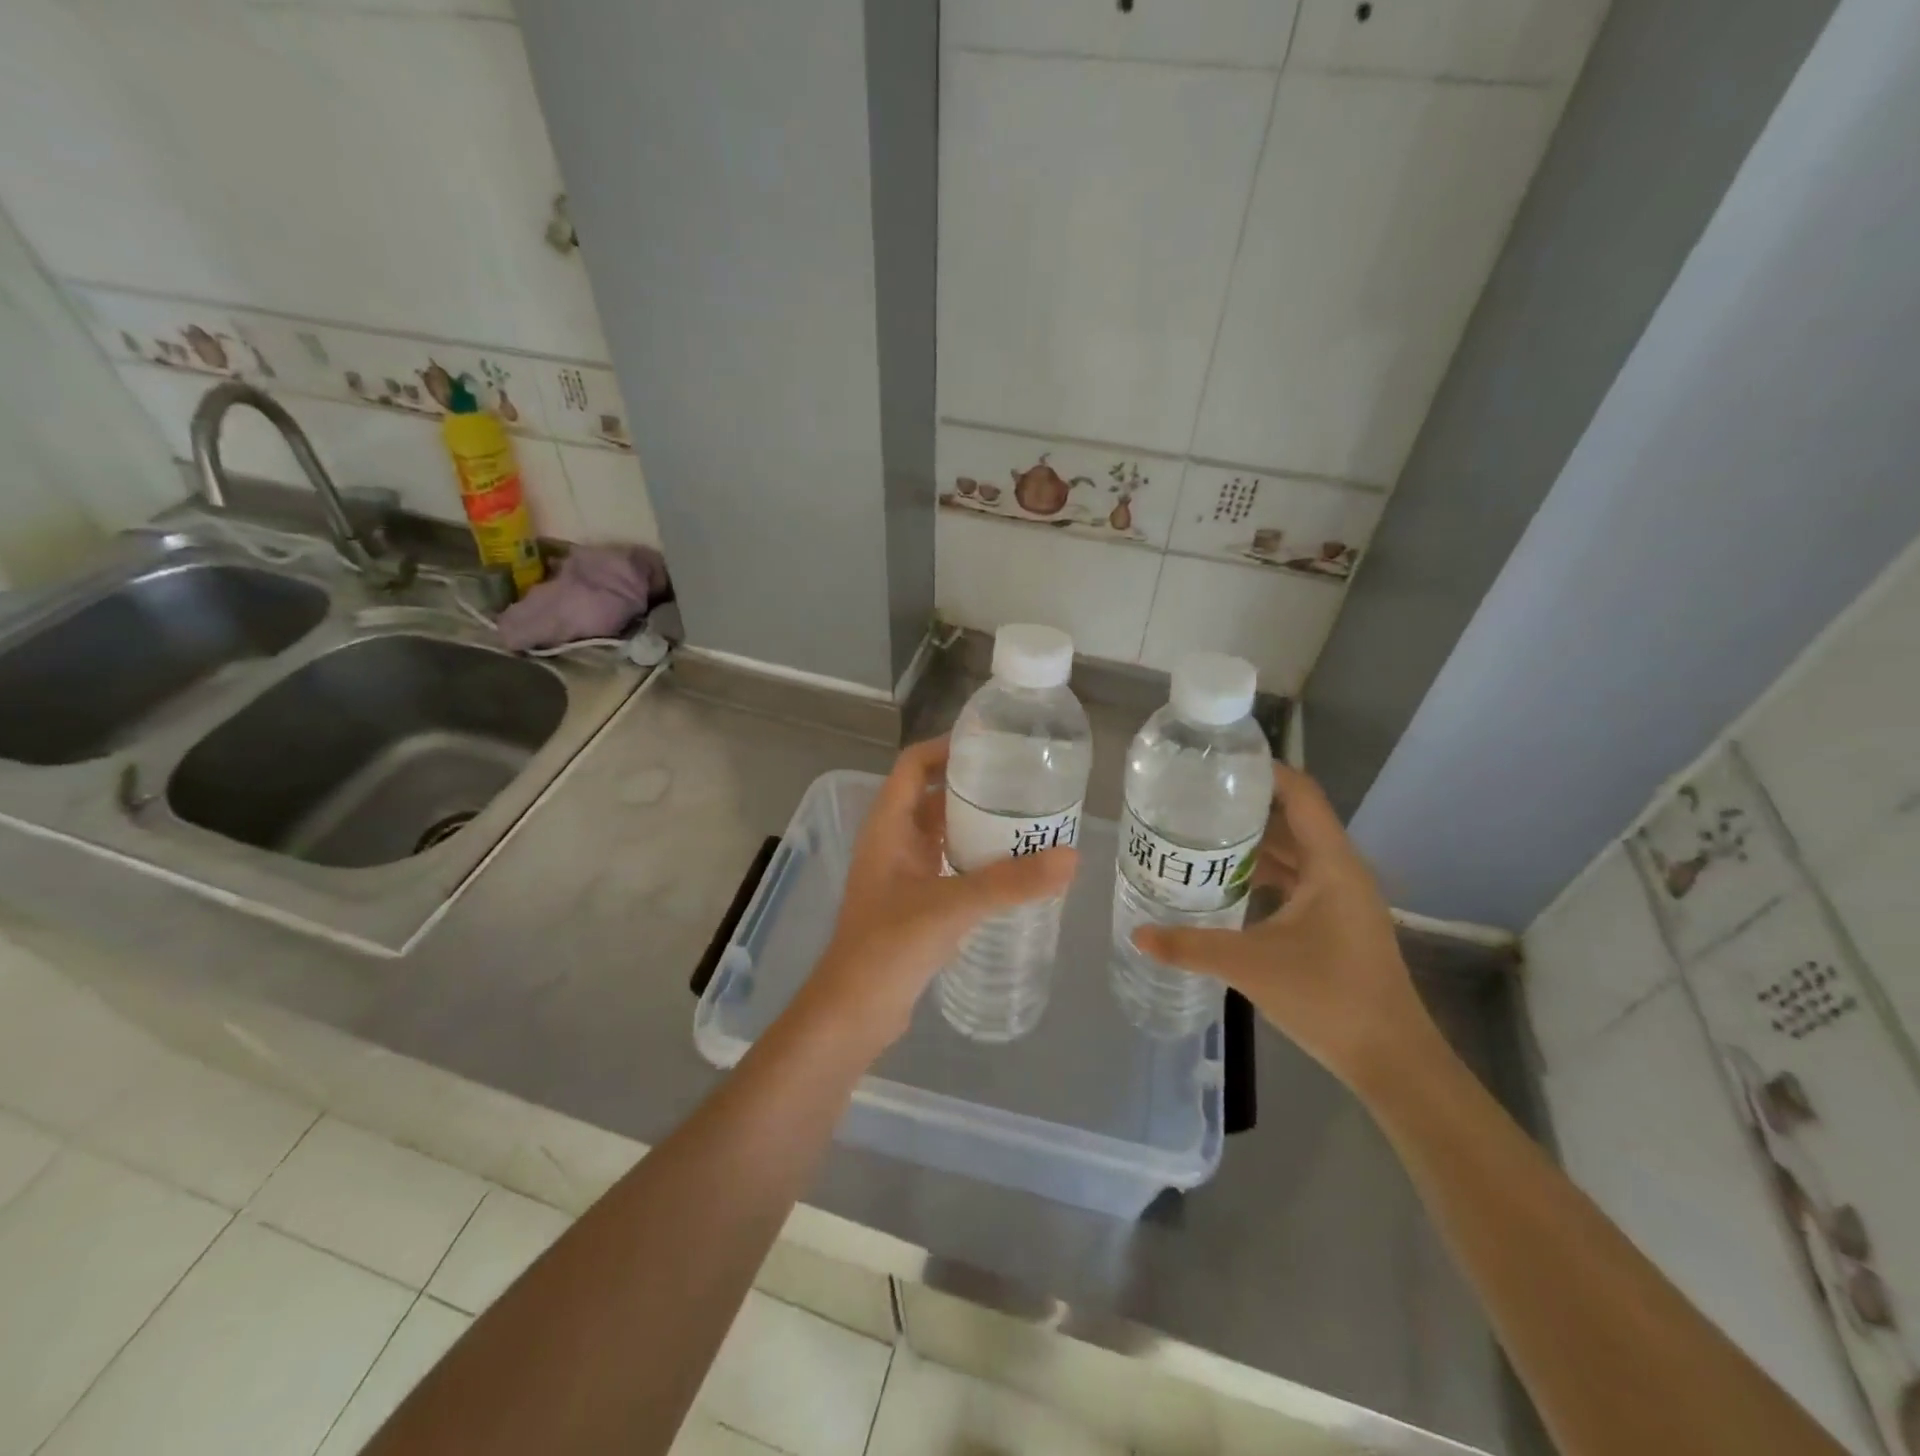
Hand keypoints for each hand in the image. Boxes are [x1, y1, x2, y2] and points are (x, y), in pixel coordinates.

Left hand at [804, 736, 1077, 1047]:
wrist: (854, 1012)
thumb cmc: (889, 947)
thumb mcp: (951, 907)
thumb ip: (1009, 883)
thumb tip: (1071, 857)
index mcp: (888, 825)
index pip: (914, 765)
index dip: (947, 747)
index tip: (994, 745)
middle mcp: (893, 841)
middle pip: (934, 796)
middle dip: (975, 786)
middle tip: (1026, 784)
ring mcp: (903, 873)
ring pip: (943, 832)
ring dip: (979, 824)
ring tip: (1029, 821)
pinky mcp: (915, 902)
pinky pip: (949, 864)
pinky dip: (977, 859)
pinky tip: (1012, 870)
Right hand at [1132, 763, 1437, 1089]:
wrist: (1391, 1060)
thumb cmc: (1328, 997)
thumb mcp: (1250, 965)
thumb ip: (1190, 946)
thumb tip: (1138, 934)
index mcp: (1331, 863)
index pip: (1300, 794)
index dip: (1263, 770)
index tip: (1216, 763)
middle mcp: (1340, 869)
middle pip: (1292, 818)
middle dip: (1245, 803)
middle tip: (1192, 797)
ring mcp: (1340, 896)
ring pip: (1293, 850)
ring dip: (1253, 839)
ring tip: (1200, 831)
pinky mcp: (1335, 920)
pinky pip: (1295, 878)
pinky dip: (1263, 870)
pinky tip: (1226, 880)